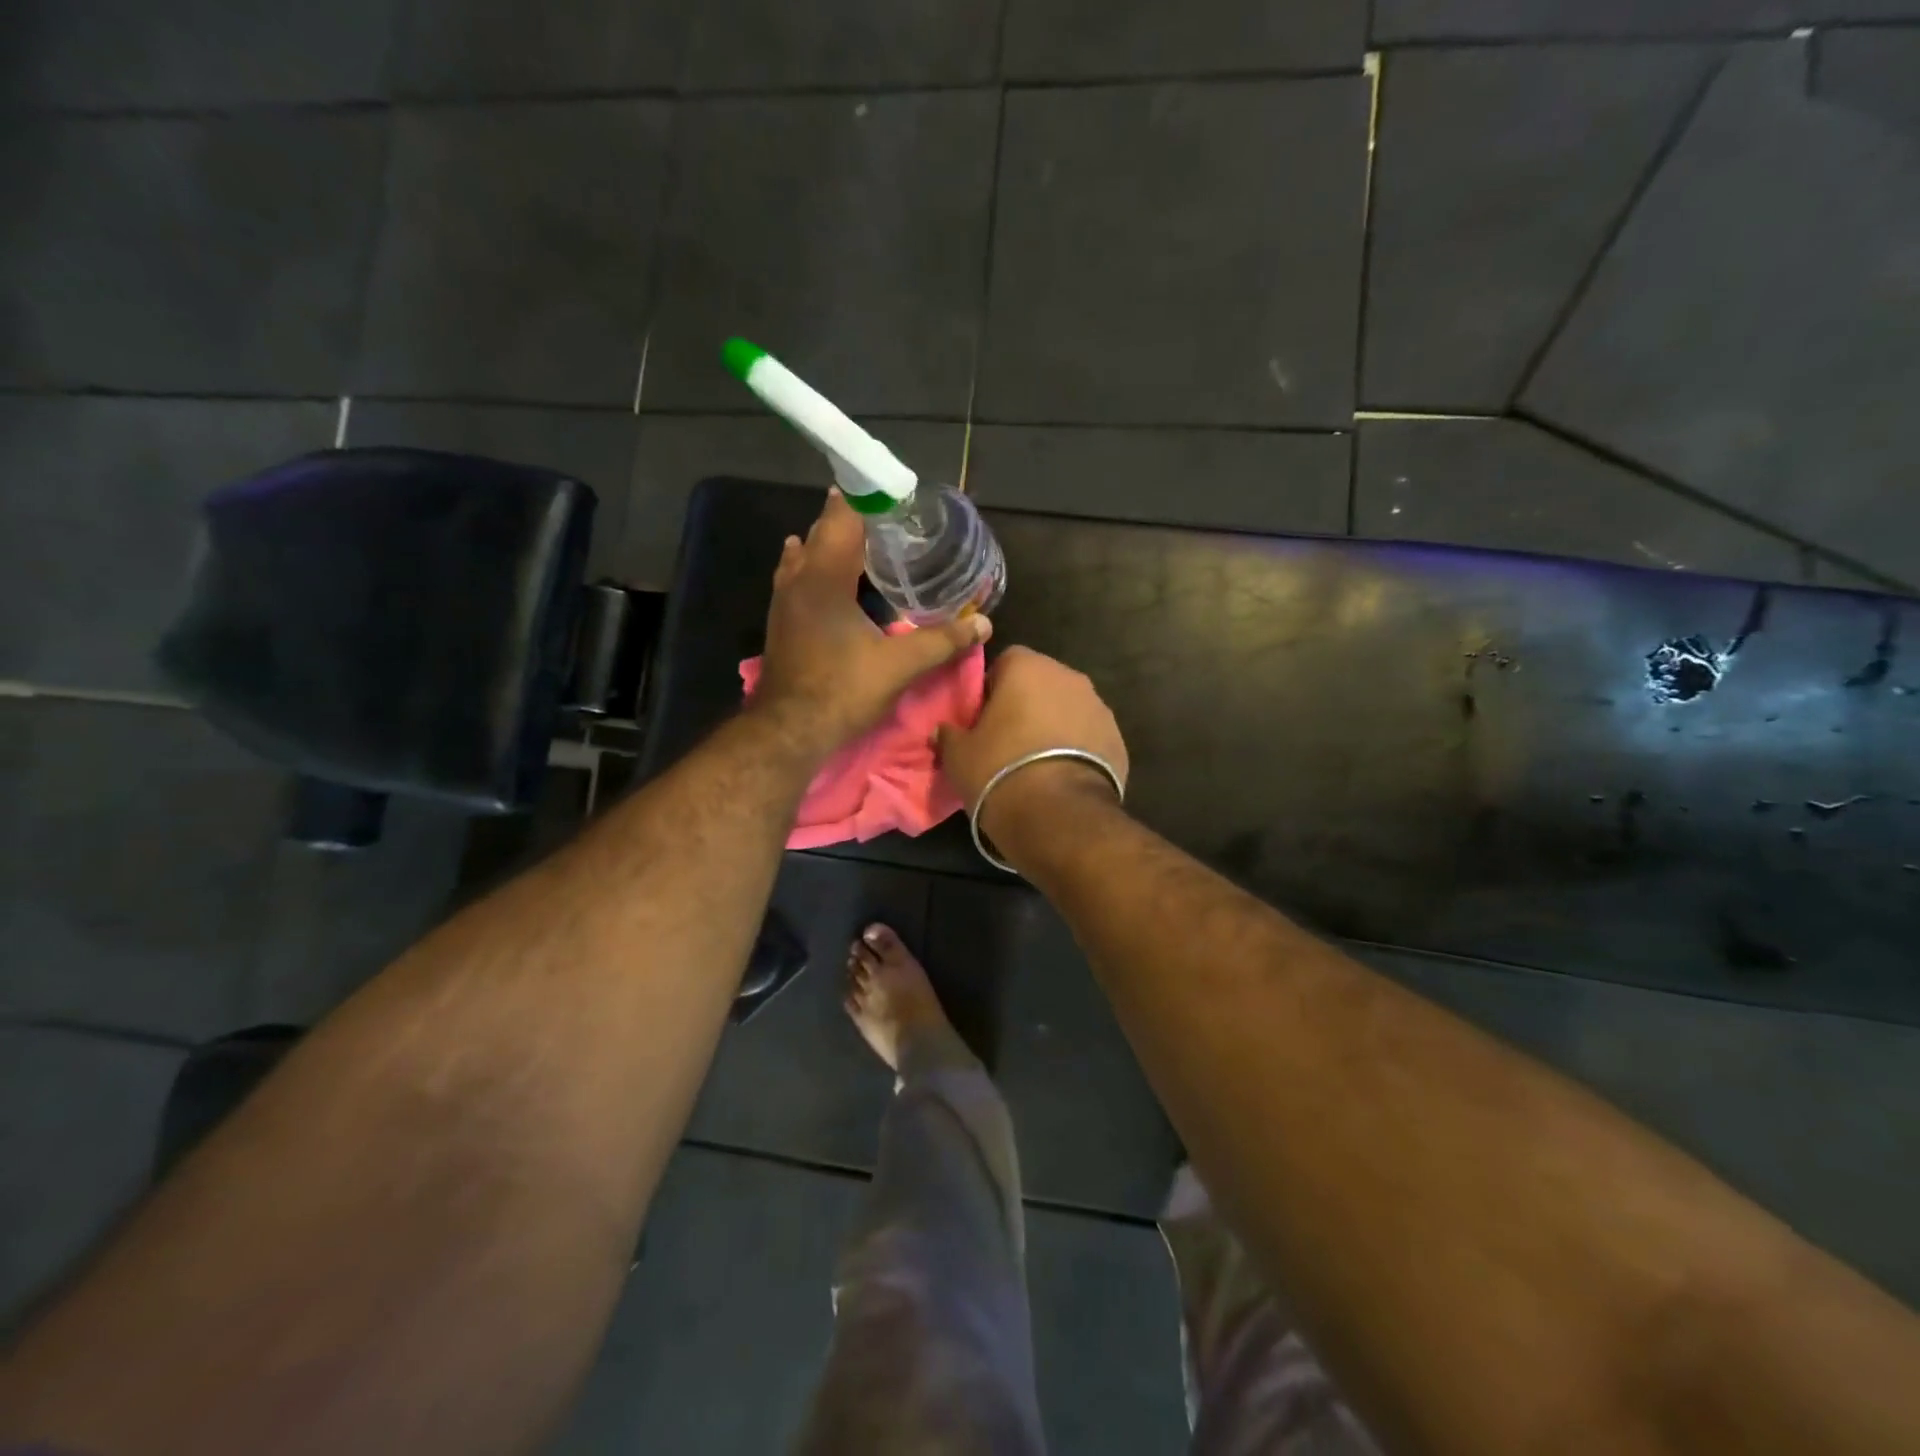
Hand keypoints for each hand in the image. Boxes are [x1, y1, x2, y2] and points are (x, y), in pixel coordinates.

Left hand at [753, 491, 990, 758]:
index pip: (844, 517)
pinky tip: (825, 576)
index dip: (869, 500)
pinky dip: (815, 567)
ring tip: (863, 541)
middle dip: (854, 519)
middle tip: (890, 521)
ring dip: (832, 543)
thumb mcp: (900, 665)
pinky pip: (797, 578)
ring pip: (806, 554)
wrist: (789, 730)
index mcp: (826, 576)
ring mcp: (784, 600)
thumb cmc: (843, 690)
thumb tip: (983, 623)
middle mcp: (800, 578)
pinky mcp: (781, 621)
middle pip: (824, 531)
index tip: (896, 495)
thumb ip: (942, 641)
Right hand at [937, 647, 1127, 842]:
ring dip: (1053, 725)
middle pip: (1041, 683)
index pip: (1005, 661)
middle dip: (1026, 704)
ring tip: (1036, 762)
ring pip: (1067, 708)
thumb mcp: (958, 755)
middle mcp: (1069, 677)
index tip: (983, 718)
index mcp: (1028, 667)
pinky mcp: (1118, 740)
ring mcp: (1099, 707)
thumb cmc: (999, 771)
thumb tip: (945, 730)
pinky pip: (1088, 735)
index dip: (991, 688)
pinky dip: (1076, 748)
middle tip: (1007, 739)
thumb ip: (950, 734)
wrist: (1059, 815)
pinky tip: (1061, 775)